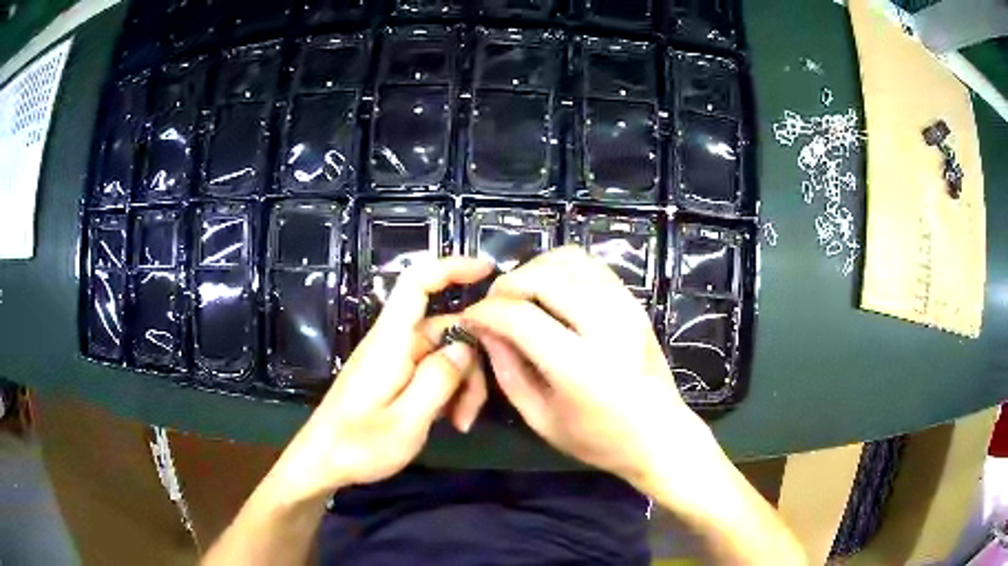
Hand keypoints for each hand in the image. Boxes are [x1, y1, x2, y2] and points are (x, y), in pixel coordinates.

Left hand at [268, 257, 493, 504]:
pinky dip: (448, 391)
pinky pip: (431, 371)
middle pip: (443, 327)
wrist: (321, 463)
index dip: (451, 267)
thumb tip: (465, 345)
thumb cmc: (358, 446)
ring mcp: (393, 361)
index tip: (488, 270)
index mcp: (390, 342)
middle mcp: (392, 343)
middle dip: (471, 361)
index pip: (417, 284)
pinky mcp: (393, 378)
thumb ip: (438, 380)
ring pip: (443, 353)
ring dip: (461, 382)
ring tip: (461, 423)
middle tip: (473, 409)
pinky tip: (450, 421)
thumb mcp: (407, 421)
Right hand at [461, 247, 711, 489]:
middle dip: (505, 286)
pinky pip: (590, 264)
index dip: (485, 312)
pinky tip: (550, 291)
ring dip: (533, 271)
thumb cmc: (598, 439)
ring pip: (567, 260)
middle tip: (493, 308)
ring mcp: (625, 308)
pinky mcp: (634, 301)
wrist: (660, 435)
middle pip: (542, 278)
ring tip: (520, 297)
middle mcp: (606, 327)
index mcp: (580, 368)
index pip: (520, 317)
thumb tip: (484, 328)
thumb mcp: (540, 418)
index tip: (470, 319)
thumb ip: (506, 370)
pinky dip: (561, 268)